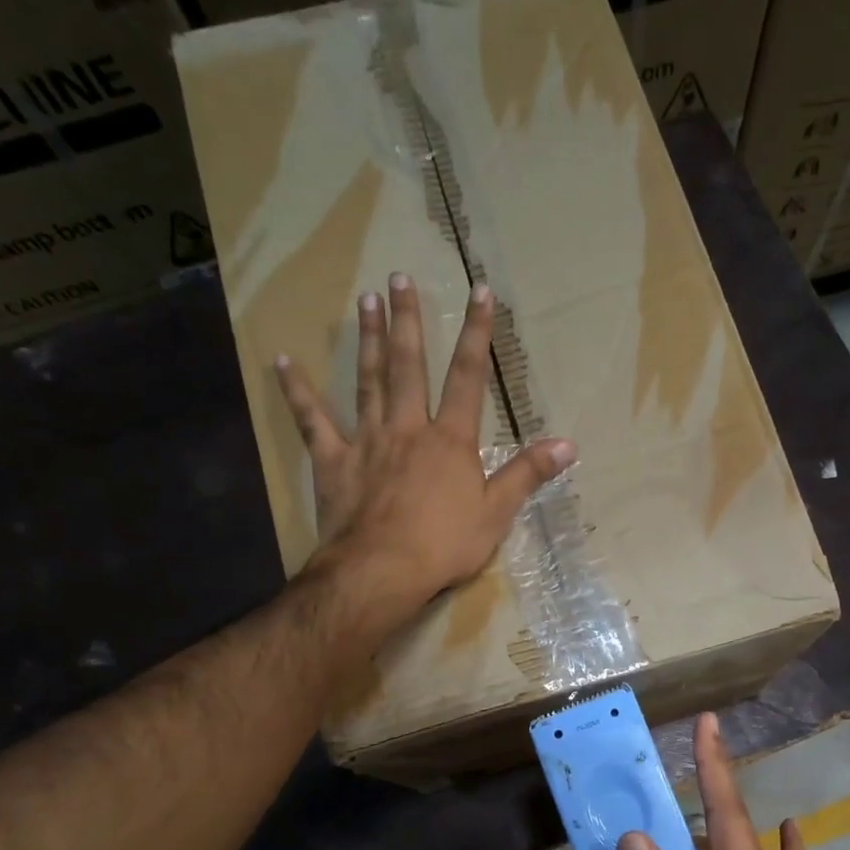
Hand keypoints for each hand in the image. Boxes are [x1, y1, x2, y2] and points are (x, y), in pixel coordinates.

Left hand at [273, 273, 573, 606]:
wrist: (382, 570)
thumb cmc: (444, 545)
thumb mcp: (497, 513)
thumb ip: (527, 474)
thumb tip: (568, 444)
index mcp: (450, 440)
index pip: (469, 378)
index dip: (477, 334)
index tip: (480, 292)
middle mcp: (408, 428)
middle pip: (409, 367)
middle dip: (408, 321)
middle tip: (398, 279)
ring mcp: (367, 441)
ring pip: (368, 381)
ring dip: (368, 340)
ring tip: (365, 301)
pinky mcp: (334, 461)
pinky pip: (313, 420)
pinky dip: (297, 391)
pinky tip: (282, 361)